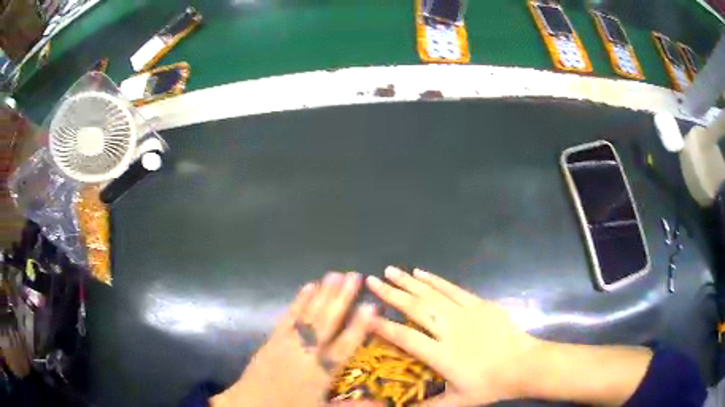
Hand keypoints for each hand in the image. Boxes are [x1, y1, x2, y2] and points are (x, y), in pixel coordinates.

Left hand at [212, 272, 375, 406]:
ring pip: (309, 314)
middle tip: (355, 275)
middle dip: (342, 298)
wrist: (251, 403)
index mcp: (321, 371)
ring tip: (335, 274)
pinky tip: (308, 286)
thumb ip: (353, 406)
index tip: (371, 305)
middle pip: (327, 322)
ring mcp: (288, 341)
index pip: (345, 345)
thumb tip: (385, 405)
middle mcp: (306, 352)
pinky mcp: (274, 337)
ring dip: (323, 293)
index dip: (359, 326)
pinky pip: (289, 316)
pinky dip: (299, 300)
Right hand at [366, 267, 540, 405]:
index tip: (366, 315)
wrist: (523, 365)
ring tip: (390, 270)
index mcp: (441, 354)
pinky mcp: (479, 304)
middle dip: (391, 294)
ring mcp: (465, 314)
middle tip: (371, 280)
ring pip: (432, 294)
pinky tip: (422, 272)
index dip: (383, 327)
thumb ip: (428, 406)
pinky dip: (435, 280)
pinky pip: (453, 289)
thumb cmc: (490, 385)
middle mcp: (449, 330)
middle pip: (415, 308)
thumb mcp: (457, 402)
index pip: (405, 337)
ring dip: (409, 282)